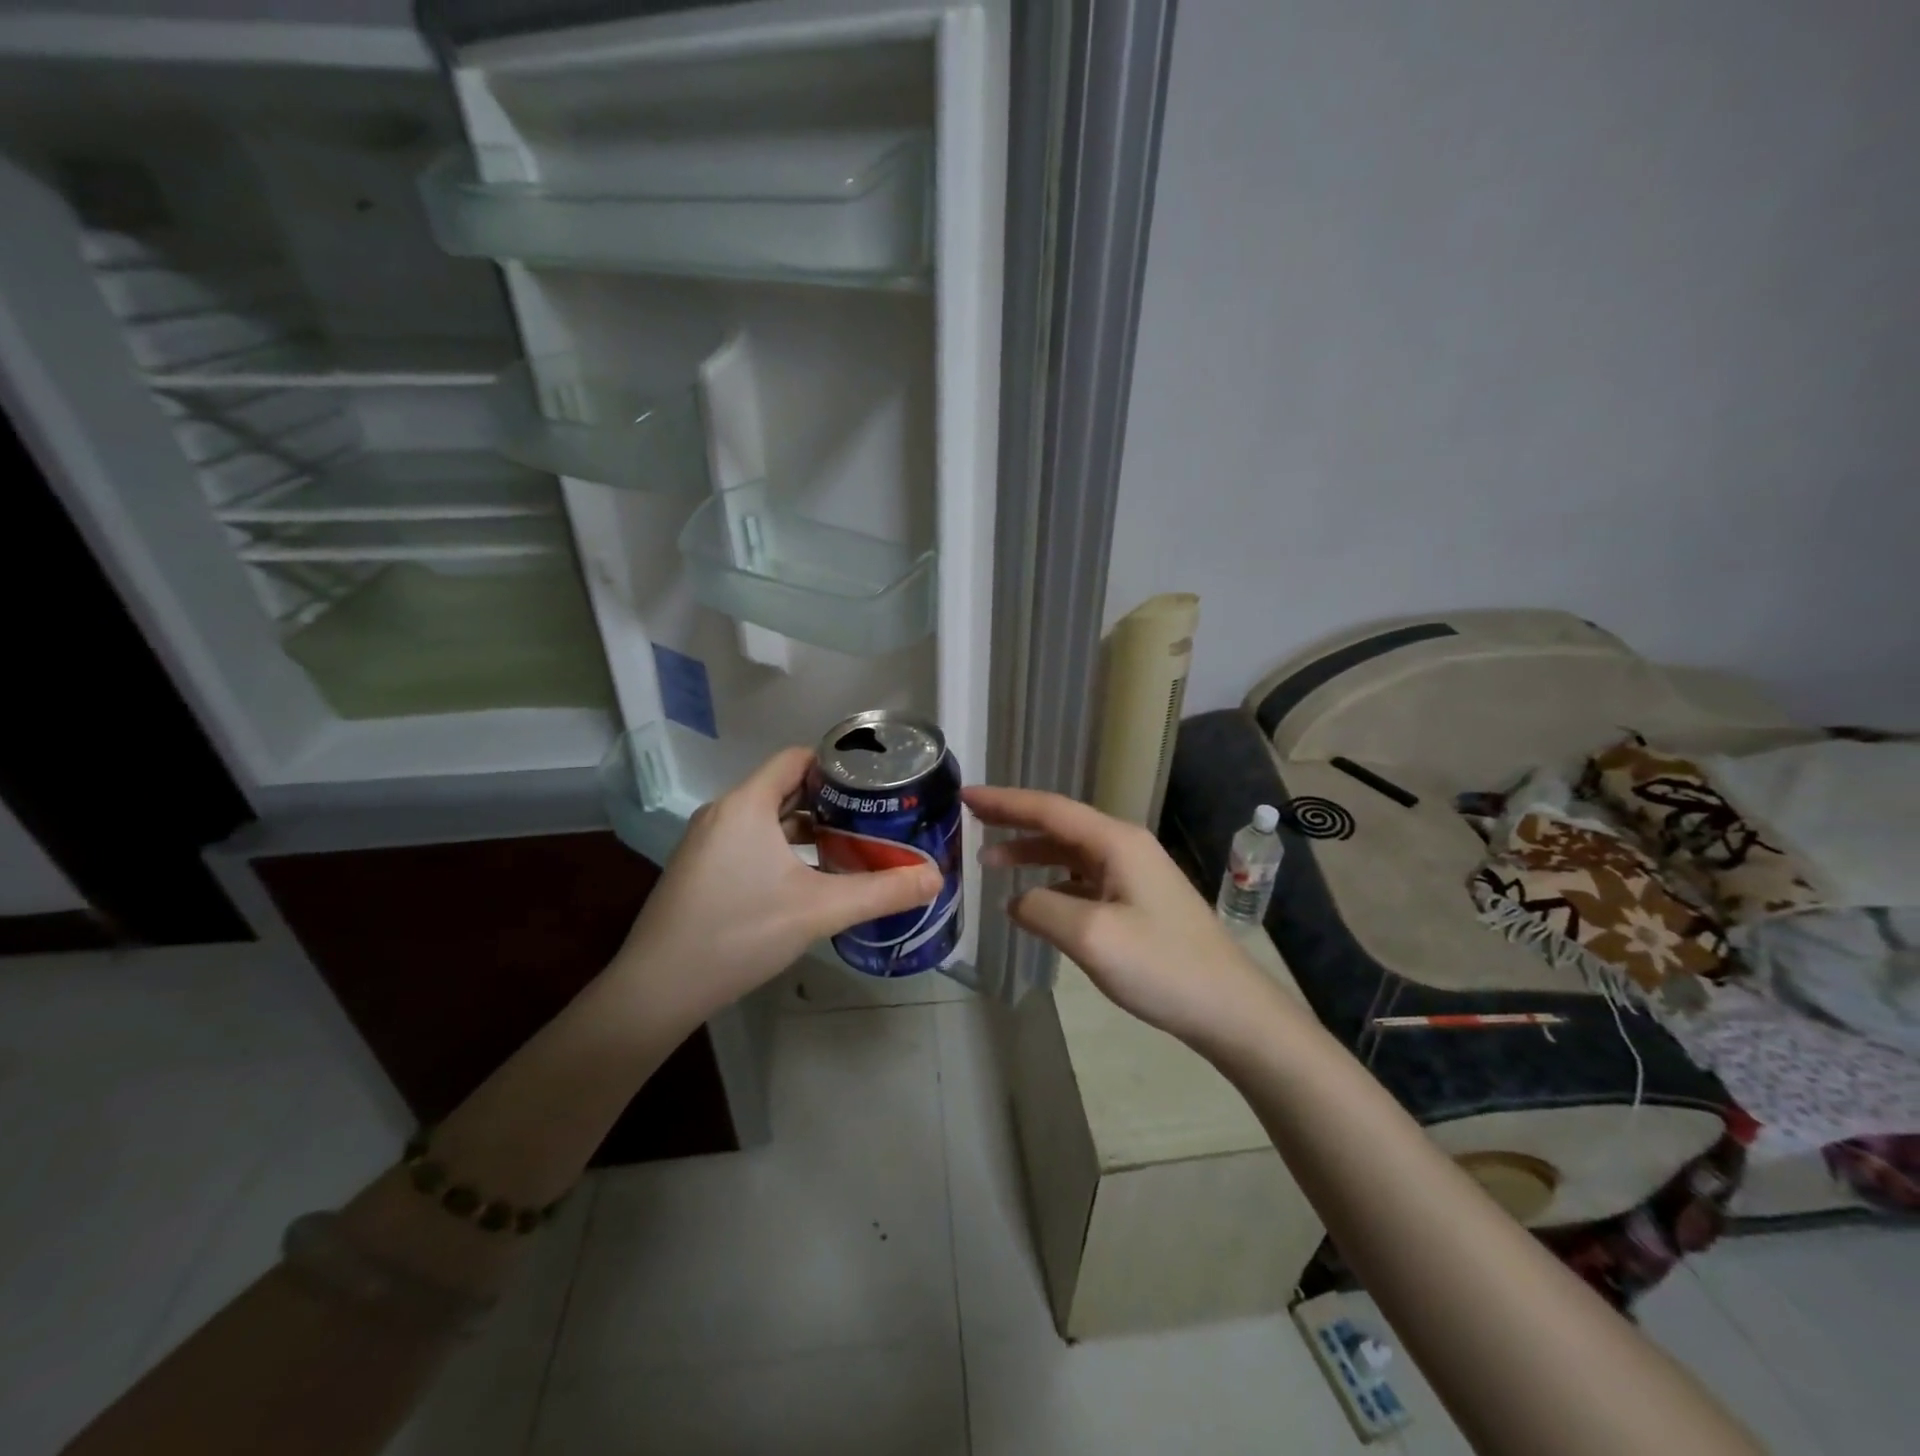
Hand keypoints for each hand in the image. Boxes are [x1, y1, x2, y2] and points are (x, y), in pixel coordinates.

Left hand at [615, 748, 940, 1020]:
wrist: (657, 988)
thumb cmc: (739, 933)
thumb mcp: (819, 910)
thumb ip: (881, 891)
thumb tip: (936, 878)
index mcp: (747, 804)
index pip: (797, 759)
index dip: (837, 765)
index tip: (874, 785)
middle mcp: (723, 813)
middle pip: (785, 788)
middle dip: (830, 801)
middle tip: (873, 818)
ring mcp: (707, 842)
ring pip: (767, 818)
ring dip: (807, 828)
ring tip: (849, 846)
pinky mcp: (700, 869)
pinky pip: (749, 841)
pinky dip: (782, 848)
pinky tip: (808, 878)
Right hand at [967, 785, 1277, 1044]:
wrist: (1230, 1007)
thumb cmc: (1162, 966)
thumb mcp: (1090, 936)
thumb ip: (1042, 909)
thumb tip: (1016, 901)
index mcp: (1115, 842)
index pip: (1049, 809)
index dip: (1004, 801)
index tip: (965, 795)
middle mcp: (1125, 847)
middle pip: (1059, 824)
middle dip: (1014, 820)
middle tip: (970, 818)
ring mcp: (1135, 874)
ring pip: (1070, 852)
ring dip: (1031, 853)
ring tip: (990, 862)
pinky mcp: (1139, 901)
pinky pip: (1084, 879)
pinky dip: (1053, 882)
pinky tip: (1034, 900)